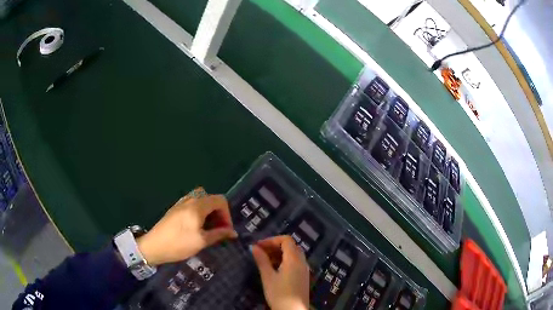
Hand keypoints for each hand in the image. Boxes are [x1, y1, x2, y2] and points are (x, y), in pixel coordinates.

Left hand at [137, 188, 237, 265]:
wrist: (154, 246)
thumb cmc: (179, 244)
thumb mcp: (201, 241)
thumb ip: (218, 234)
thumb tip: (233, 232)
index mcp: (197, 206)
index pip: (220, 200)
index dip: (227, 214)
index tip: (225, 230)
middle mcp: (190, 200)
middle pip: (211, 198)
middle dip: (218, 213)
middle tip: (218, 229)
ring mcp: (181, 203)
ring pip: (201, 200)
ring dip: (209, 212)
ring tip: (209, 228)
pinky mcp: (175, 209)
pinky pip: (193, 204)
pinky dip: (200, 212)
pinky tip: (196, 226)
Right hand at [251, 235, 309, 309]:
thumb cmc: (279, 293)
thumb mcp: (268, 277)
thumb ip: (262, 260)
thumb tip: (254, 247)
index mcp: (294, 259)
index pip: (286, 240)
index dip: (272, 240)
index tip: (259, 246)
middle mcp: (302, 262)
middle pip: (291, 246)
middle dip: (275, 246)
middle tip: (261, 252)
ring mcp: (304, 269)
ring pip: (294, 254)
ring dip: (280, 253)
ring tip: (266, 260)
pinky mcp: (303, 277)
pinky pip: (296, 263)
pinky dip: (286, 261)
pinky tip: (275, 269)